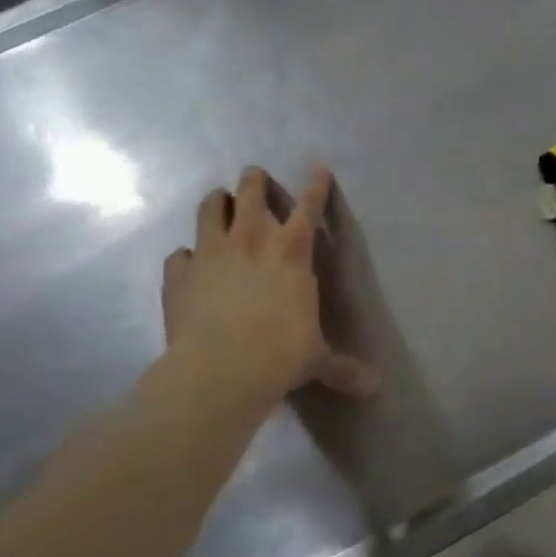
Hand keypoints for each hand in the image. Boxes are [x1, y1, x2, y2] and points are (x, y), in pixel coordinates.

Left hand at [154, 166, 378, 420]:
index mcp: (292, 252)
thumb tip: (377, 389)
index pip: (309, 207)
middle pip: (250, 192)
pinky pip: (179, 254)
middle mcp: (251, 240)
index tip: (318, 167)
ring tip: (217, 202)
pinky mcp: (179, 274)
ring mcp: (210, 253)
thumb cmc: (280, 354)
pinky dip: (185, 257)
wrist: (221, 369)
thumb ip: (343, 368)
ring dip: (215, 202)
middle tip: (254, 176)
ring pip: (209, 208)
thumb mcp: (317, 360)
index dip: (315, 185)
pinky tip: (187, 265)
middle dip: (253, 181)